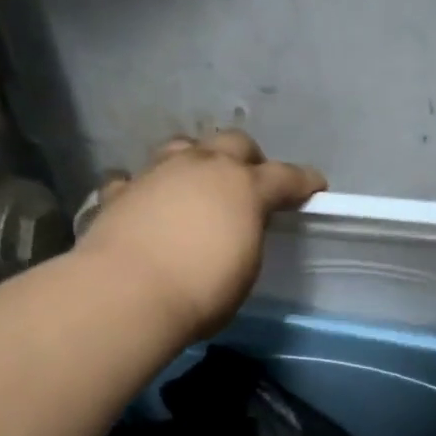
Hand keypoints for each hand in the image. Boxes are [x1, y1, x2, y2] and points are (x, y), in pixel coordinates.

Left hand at [80, 129, 326, 340]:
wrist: (128, 292)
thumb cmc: (202, 291)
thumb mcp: (244, 269)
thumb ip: (246, 238)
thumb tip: (236, 231)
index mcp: (244, 188)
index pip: (284, 176)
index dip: (303, 180)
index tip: (315, 185)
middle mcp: (203, 167)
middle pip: (234, 143)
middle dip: (248, 158)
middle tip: (251, 180)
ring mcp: (157, 172)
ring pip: (183, 146)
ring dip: (196, 159)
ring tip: (198, 181)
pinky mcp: (120, 190)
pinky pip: (135, 177)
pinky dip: (145, 186)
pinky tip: (145, 199)